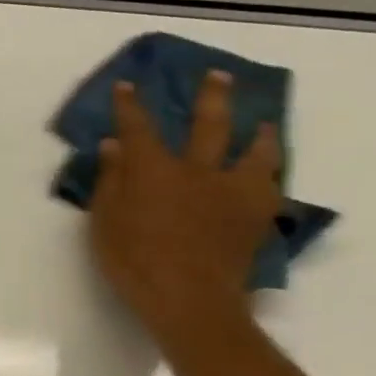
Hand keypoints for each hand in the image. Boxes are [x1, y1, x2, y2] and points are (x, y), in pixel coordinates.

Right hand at [89, 70, 281, 346]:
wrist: (190, 299)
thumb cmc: (133, 261)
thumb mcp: (104, 222)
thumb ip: (110, 181)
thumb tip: (113, 146)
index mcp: (154, 170)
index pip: (138, 128)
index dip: (130, 105)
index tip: (128, 85)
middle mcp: (197, 171)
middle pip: (208, 125)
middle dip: (210, 98)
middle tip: (218, 77)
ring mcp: (232, 192)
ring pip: (254, 152)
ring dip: (259, 134)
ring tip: (265, 124)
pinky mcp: (255, 216)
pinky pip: (270, 186)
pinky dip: (270, 174)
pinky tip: (270, 173)